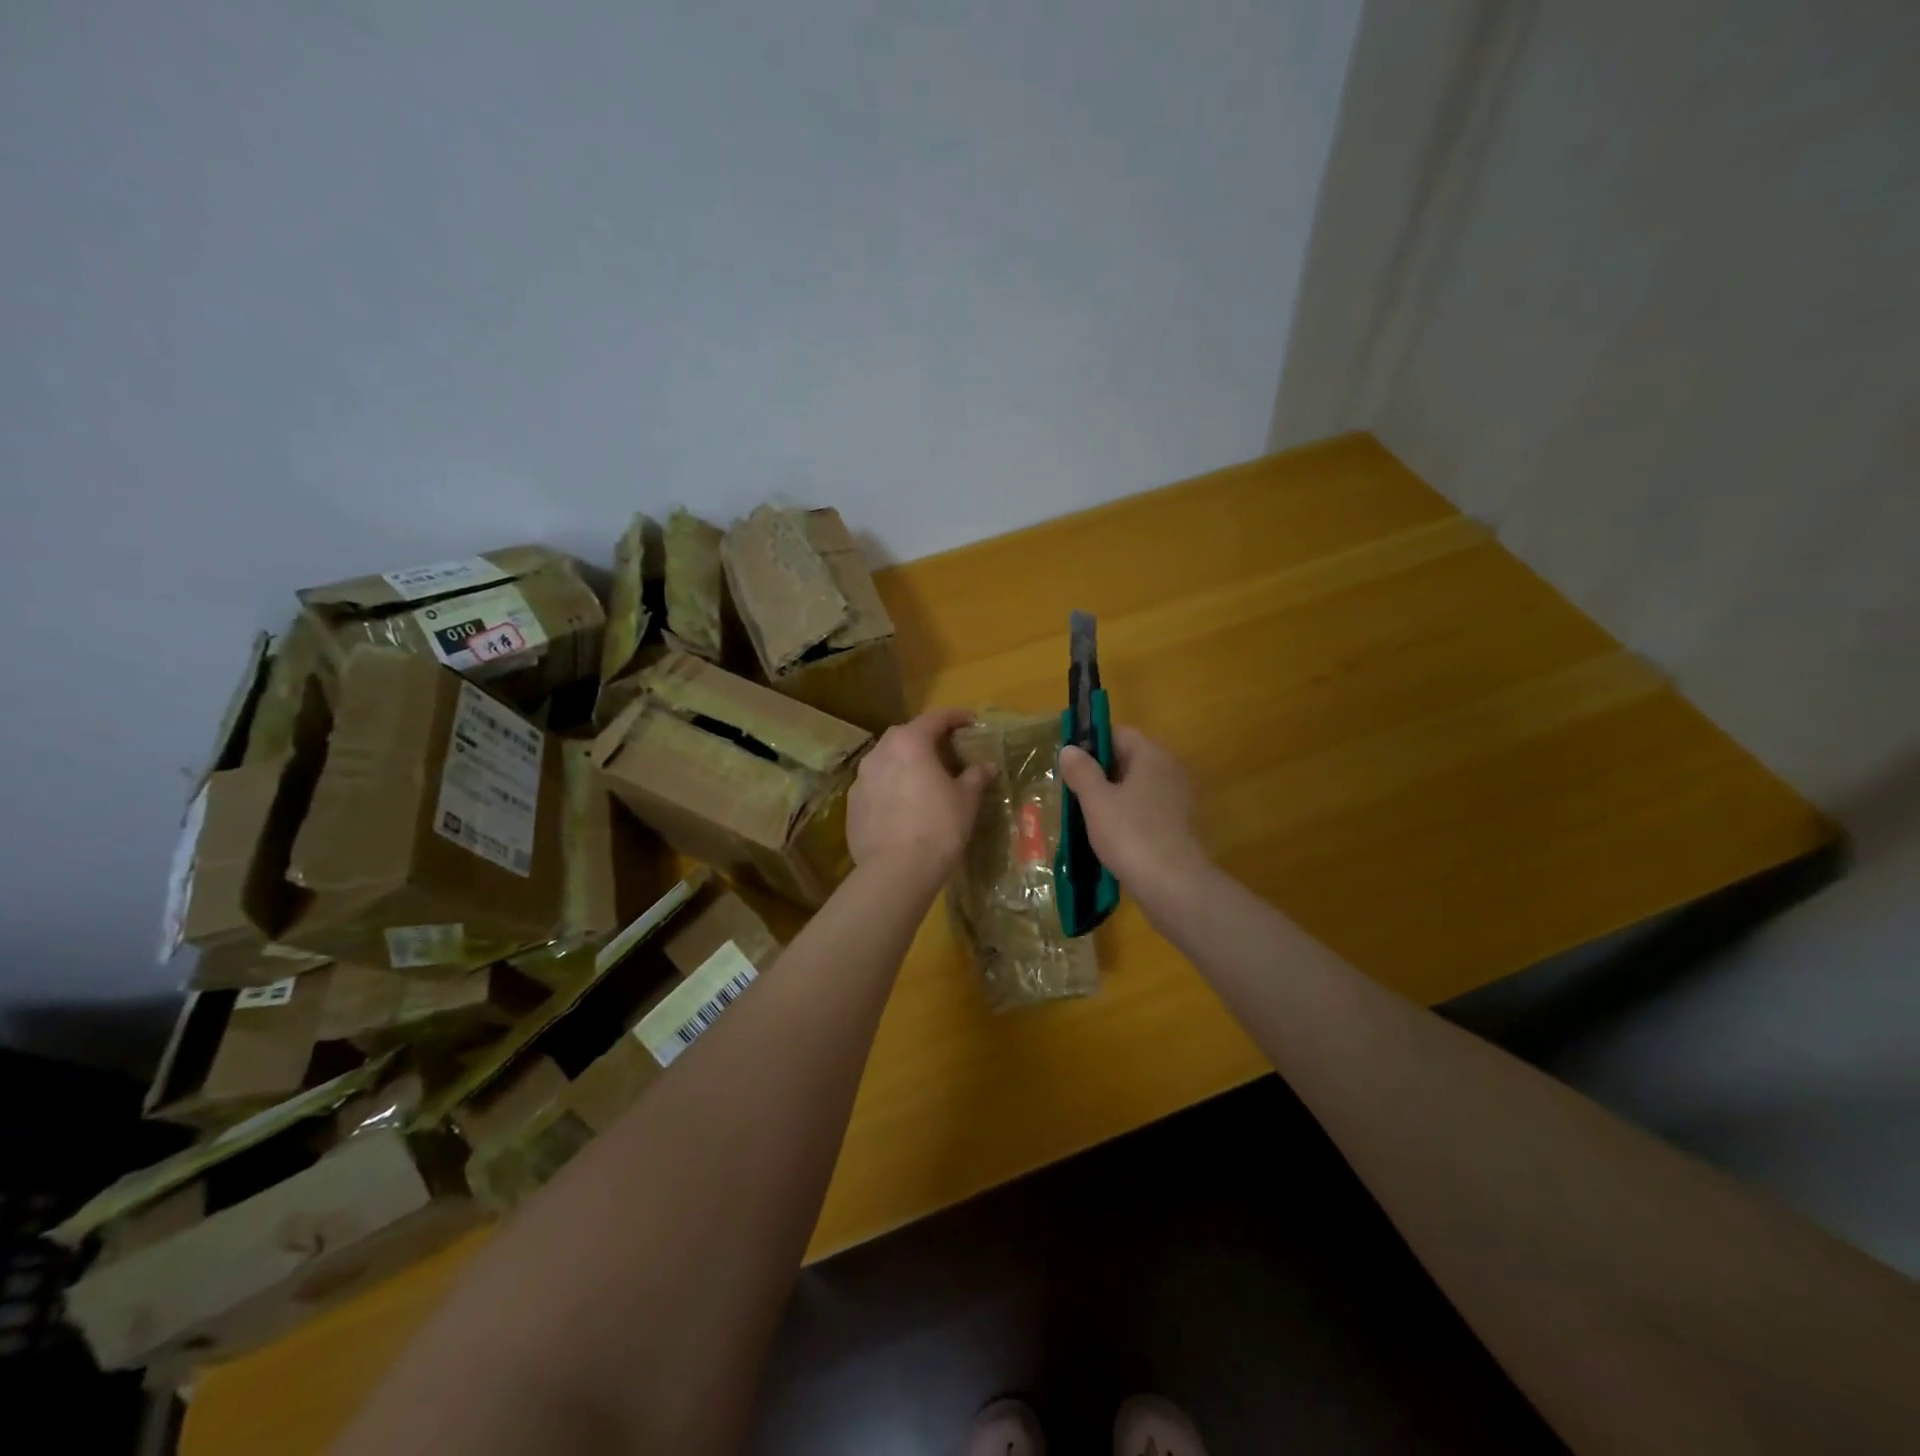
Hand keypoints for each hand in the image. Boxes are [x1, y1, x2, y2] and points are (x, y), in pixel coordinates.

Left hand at [847, 707, 994, 882]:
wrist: (896, 871)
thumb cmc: (938, 827)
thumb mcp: (966, 801)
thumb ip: (975, 777)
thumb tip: (986, 767)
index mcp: (909, 743)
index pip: (935, 718)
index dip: (956, 717)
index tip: (971, 721)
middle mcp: (880, 753)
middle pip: (904, 734)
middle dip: (925, 738)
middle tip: (944, 751)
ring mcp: (861, 779)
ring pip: (885, 760)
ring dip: (904, 762)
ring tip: (921, 778)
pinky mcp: (852, 805)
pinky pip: (875, 786)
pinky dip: (890, 787)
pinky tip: (902, 805)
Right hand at [1058, 728, 1211, 916]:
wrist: (1174, 886)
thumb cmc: (1132, 835)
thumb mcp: (1097, 801)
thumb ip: (1082, 771)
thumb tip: (1070, 749)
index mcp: (1151, 756)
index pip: (1119, 733)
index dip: (1092, 741)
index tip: (1068, 760)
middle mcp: (1169, 770)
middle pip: (1129, 759)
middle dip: (1099, 771)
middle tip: (1070, 789)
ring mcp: (1177, 800)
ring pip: (1136, 787)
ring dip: (1111, 796)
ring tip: (1083, 814)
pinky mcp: (1178, 826)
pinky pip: (1145, 810)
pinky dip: (1126, 816)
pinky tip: (1107, 835)